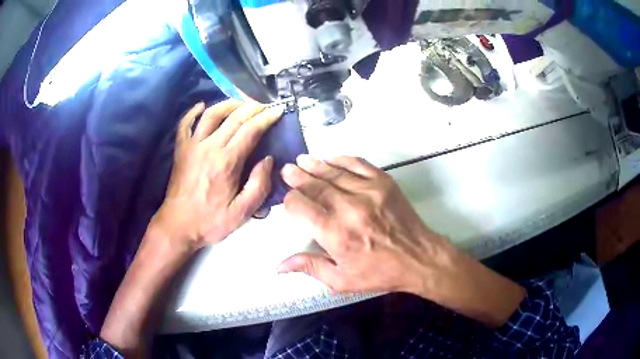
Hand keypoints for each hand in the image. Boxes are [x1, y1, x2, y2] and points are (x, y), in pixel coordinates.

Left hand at [152, 100, 283, 251]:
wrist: (178, 226)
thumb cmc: (210, 221)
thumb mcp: (241, 213)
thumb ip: (258, 186)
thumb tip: (267, 160)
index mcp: (227, 162)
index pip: (250, 130)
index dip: (266, 118)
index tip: (278, 110)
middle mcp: (209, 147)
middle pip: (234, 118)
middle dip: (252, 107)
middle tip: (264, 104)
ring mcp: (192, 145)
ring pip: (211, 115)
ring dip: (228, 104)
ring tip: (240, 103)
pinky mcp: (180, 149)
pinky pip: (185, 124)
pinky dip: (193, 112)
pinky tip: (202, 106)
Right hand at [278, 155, 448, 294]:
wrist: (418, 258)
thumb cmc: (379, 272)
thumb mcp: (342, 280)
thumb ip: (310, 267)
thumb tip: (280, 265)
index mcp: (335, 233)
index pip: (301, 207)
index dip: (290, 201)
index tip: (288, 200)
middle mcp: (348, 208)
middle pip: (315, 186)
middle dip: (297, 177)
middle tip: (286, 170)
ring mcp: (368, 191)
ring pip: (333, 172)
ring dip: (314, 165)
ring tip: (301, 160)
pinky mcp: (383, 182)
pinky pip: (357, 164)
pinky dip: (341, 160)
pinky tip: (330, 159)